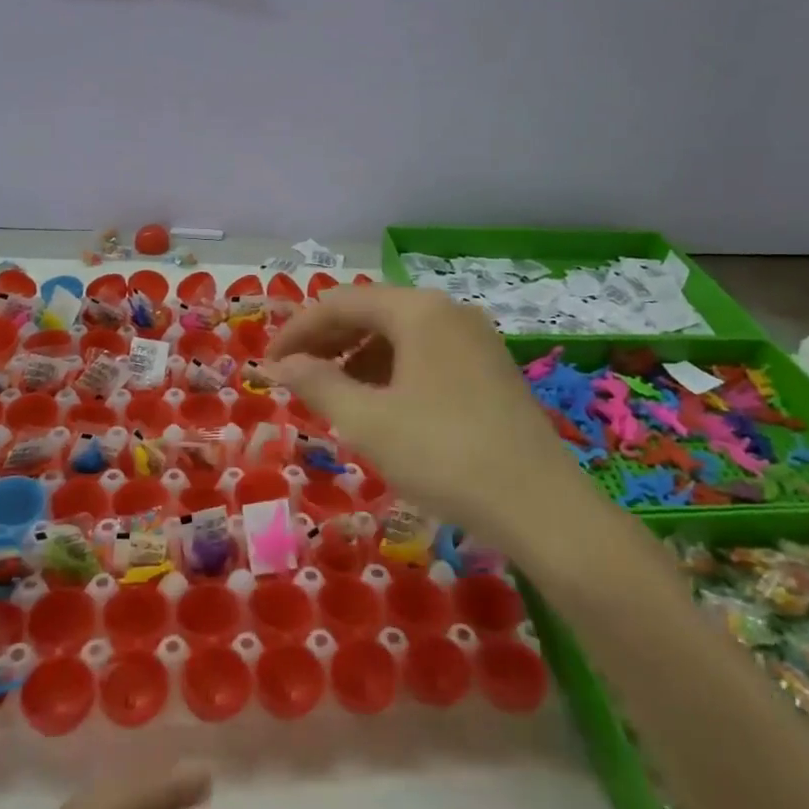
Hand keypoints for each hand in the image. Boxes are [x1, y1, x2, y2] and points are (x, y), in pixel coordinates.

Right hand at [266, 286, 579, 546]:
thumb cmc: (443, 455)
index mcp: (418, 311)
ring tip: (332, 395)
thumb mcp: (368, 421)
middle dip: (327, 342)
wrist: (540, 506)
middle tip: (293, 377)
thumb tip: (280, 365)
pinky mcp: (491, 369)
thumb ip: (318, 384)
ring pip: (400, 335)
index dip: (297, 330)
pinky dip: (392, 372)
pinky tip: (380, 405)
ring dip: (358, 358)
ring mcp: (475, 340)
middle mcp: (449, 312)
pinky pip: (426, 356)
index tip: (268, 364)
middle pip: (372, 312)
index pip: (340, 303)